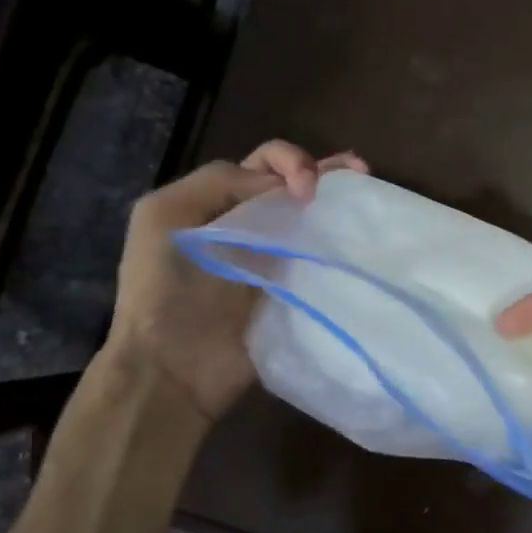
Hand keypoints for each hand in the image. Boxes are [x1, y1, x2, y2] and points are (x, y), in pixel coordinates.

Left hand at [105, 141, 366, 422]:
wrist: (174, 368)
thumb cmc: (163, 290)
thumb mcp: (166, 216)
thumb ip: (220, 184)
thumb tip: (283, 188)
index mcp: (213, 202)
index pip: (262, 165)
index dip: (288, 164)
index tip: (303, 192)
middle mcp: (247, 225)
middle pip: (292, 186)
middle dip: (323, 170)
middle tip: (357, 172)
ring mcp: (275, 261)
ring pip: (311, 220)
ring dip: (340, 200)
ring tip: (368, 186)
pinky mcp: (294, 294)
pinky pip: (321, 263)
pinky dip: (341, 246)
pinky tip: (363, 238)